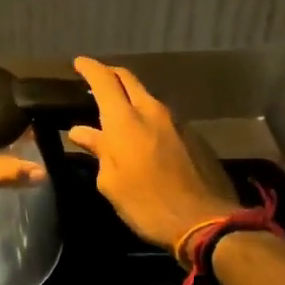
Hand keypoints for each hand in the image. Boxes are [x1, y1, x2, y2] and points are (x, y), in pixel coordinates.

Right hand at [67, 57, 239, 252]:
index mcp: (125, 120)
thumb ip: (98, 150)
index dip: (90, 68)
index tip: (78, 62)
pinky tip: (143, 135)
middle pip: (129, 80)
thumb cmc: (146, 204)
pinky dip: (148, 118)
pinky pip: (164, 118)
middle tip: (96, 78)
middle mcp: (152, 112)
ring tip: (117, 110)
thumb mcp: (111, 182)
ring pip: (148, 98)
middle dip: (111, 74)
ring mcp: (177, 122)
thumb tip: (81, 132)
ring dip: (130, 98)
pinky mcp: (194, 137)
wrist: (206, 222)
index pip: (104, 81)